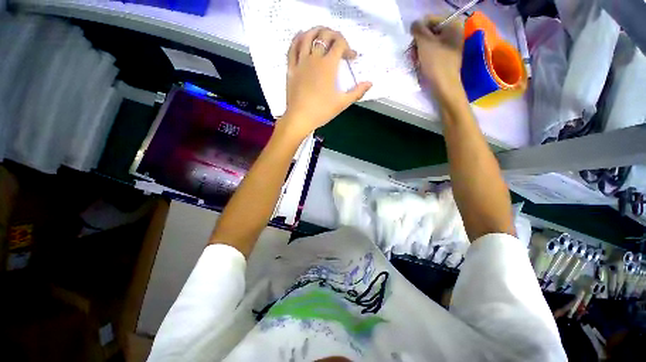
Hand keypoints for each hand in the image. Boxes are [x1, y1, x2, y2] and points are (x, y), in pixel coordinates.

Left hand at [279, 27, 371, 137]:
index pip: (340, 44)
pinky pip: (292, 48)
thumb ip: (357, 92)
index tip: (351, 57)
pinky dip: (298, 38)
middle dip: (335, 35)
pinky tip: (302, 36)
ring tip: (323, 34)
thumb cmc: (322, 111)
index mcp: (328, 66)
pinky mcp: (291, 68)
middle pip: (324, 35)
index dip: (348, 47)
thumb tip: (370, 83)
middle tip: (339, 43)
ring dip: (317, 31)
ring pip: (307, 36)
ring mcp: (301, 62)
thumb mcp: (342, 103)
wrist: (300, 118)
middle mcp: (314, 59)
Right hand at [411, 16, 463, 100]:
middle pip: (429, 32)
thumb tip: (414, 24)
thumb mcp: (424, 42)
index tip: (414, 44)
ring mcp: (451, 46)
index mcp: (453, 24)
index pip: (429, 20)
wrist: (444, 86)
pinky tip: (420, 64)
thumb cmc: (436, 62)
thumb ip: (417, 29)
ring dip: (419, 51)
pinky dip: (425, 57)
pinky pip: (433, 52)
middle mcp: (454, 32)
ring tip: (415, 61)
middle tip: (413, 54)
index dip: (418, 31)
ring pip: (429, 43)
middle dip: (418, 43)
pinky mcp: (447, 57)